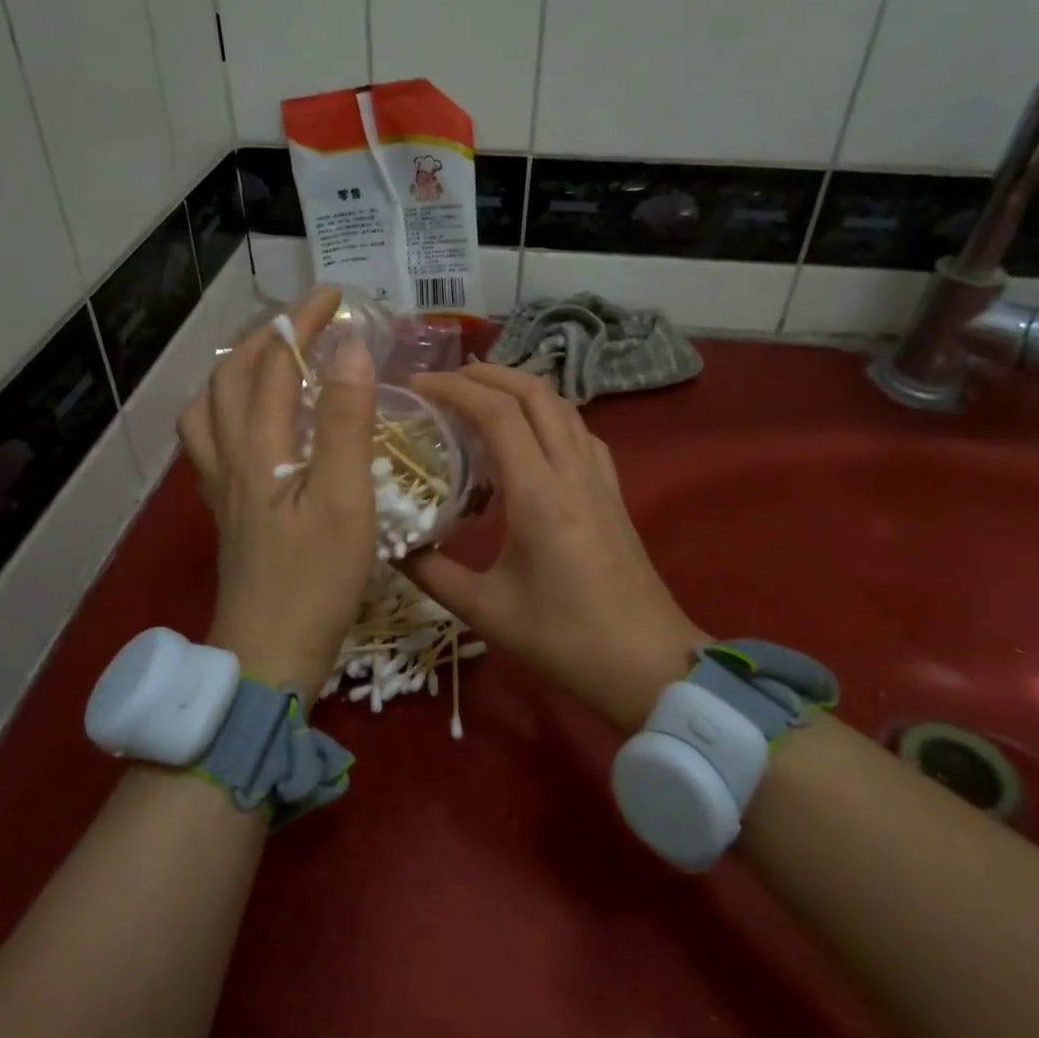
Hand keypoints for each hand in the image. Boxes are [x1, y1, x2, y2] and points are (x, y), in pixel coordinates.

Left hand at [178, 285, 375, 702]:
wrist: (268, 656)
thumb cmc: (315, 581)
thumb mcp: (343, 498)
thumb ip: (344, 421)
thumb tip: (350, 348)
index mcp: (257, 449)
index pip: (274, 365)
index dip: (303, 323)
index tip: (336, 295)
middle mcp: (228, 459)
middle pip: (231, 379)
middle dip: (267, 337)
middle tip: (305, 320)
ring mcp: (221, 488)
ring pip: (208, 411)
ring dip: (236, 372)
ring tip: (269, 362)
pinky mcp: (226, 513)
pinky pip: (211, 443)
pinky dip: (228, 413)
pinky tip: (253, 427)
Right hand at [399, 364, 705, 730]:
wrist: (647, 664)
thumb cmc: (564, 638)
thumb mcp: (486, 610)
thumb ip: (432, 575)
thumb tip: (391, 547)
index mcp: (538, 493)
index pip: (497, 413)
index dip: (454, 388)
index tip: (418, 384)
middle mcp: (572, 471)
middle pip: (534, 392)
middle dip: (487, 374)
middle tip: (445, 380)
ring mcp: (600, 478)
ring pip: (562, 406)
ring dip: (520, 387)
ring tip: (481, 396)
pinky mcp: (614, 491)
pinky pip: (581, 431)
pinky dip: (550, 414)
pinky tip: (532, 434)